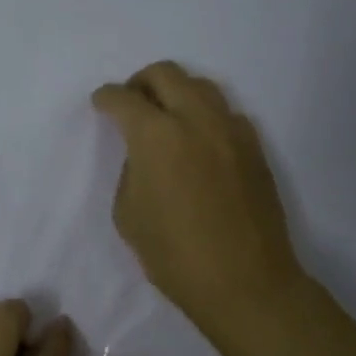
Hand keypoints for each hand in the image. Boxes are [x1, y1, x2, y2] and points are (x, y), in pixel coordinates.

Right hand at [92, 61, 308, 337]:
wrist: (244, 281)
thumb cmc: (173, 254)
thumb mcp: (128, 214)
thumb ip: (132, 171)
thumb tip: (145, 155)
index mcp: (156, 136)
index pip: (123, 98)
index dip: (106, 98)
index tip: (100, 103)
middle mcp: (196, 119)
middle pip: (165, 73)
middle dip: (140, 82)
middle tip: (131, 104)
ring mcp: (231, 130)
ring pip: (201, 86)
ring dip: (176, 92)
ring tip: (166, 119)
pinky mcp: (255, 147)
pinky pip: (225, 113)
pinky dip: (204, 116)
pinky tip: (198, 143)